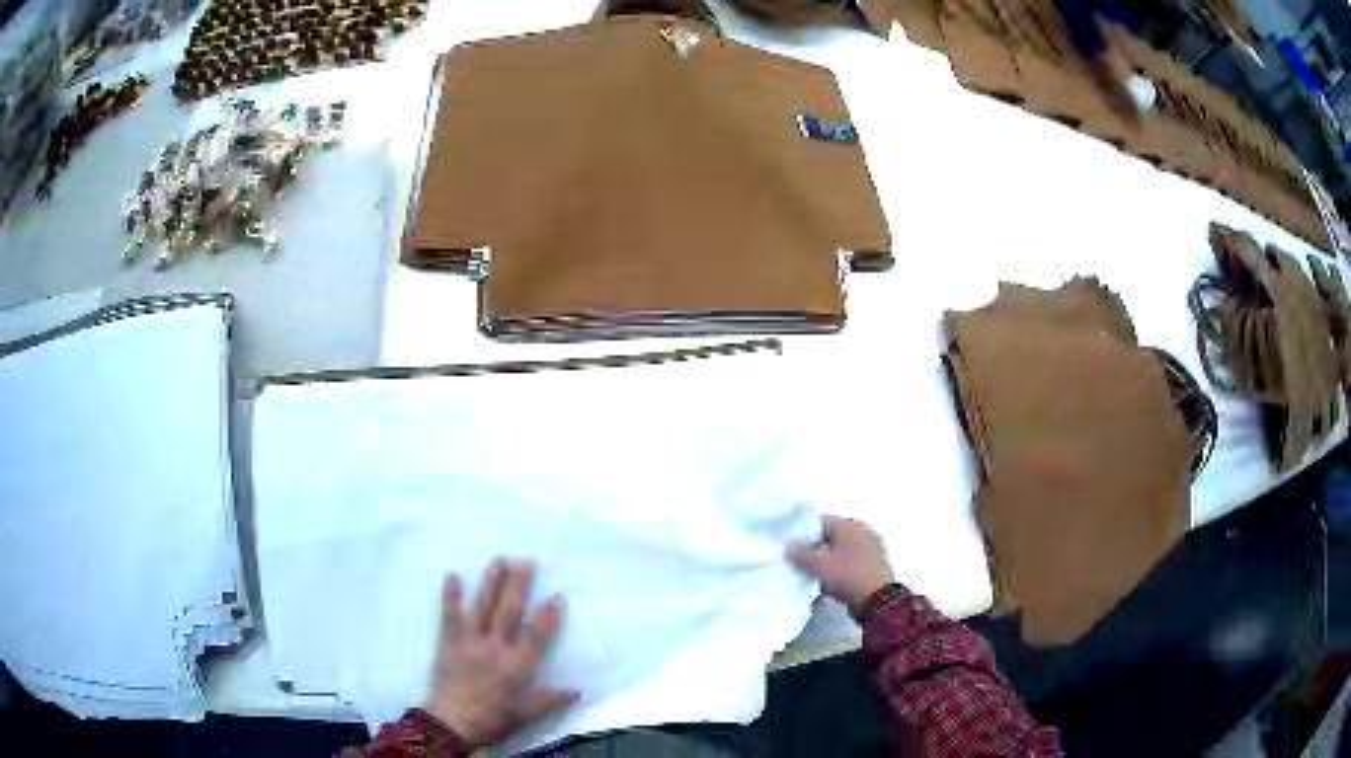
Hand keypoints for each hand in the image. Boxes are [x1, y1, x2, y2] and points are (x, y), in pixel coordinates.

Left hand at [422, 559, 579, 748]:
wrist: (452, 723)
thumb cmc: (494, 719)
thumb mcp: (528, 714)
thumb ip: (552, 699)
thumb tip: (579, 690)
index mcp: (516, 668)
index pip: (535, 637)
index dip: (546, 617)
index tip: (556, 596)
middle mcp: (494, 650)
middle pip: (508, 613)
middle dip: (517, 586)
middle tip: (525, 562)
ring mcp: (469, 644)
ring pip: (481, 609)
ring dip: (490, 584)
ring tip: (498, 561)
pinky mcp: (448, 643)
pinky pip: (449, 616)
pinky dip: (451, 596)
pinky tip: (453, 576)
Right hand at [787, 516, 894, 615]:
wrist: (878, 600)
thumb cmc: (847, 575)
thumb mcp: (819, 565)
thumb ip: (801, 554)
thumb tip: (789, 545)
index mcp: (850, 525)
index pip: (821, 521)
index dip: (803, 532)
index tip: (790, 545)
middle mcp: (862, 532)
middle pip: (830, 537)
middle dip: (814, 549)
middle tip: (797, 562)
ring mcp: (870, 549)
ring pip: (839, 552)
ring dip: (825, 563)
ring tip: (810, 576)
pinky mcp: (873, 566)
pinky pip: (849, 565)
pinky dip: (837, 572)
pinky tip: (826, 586)